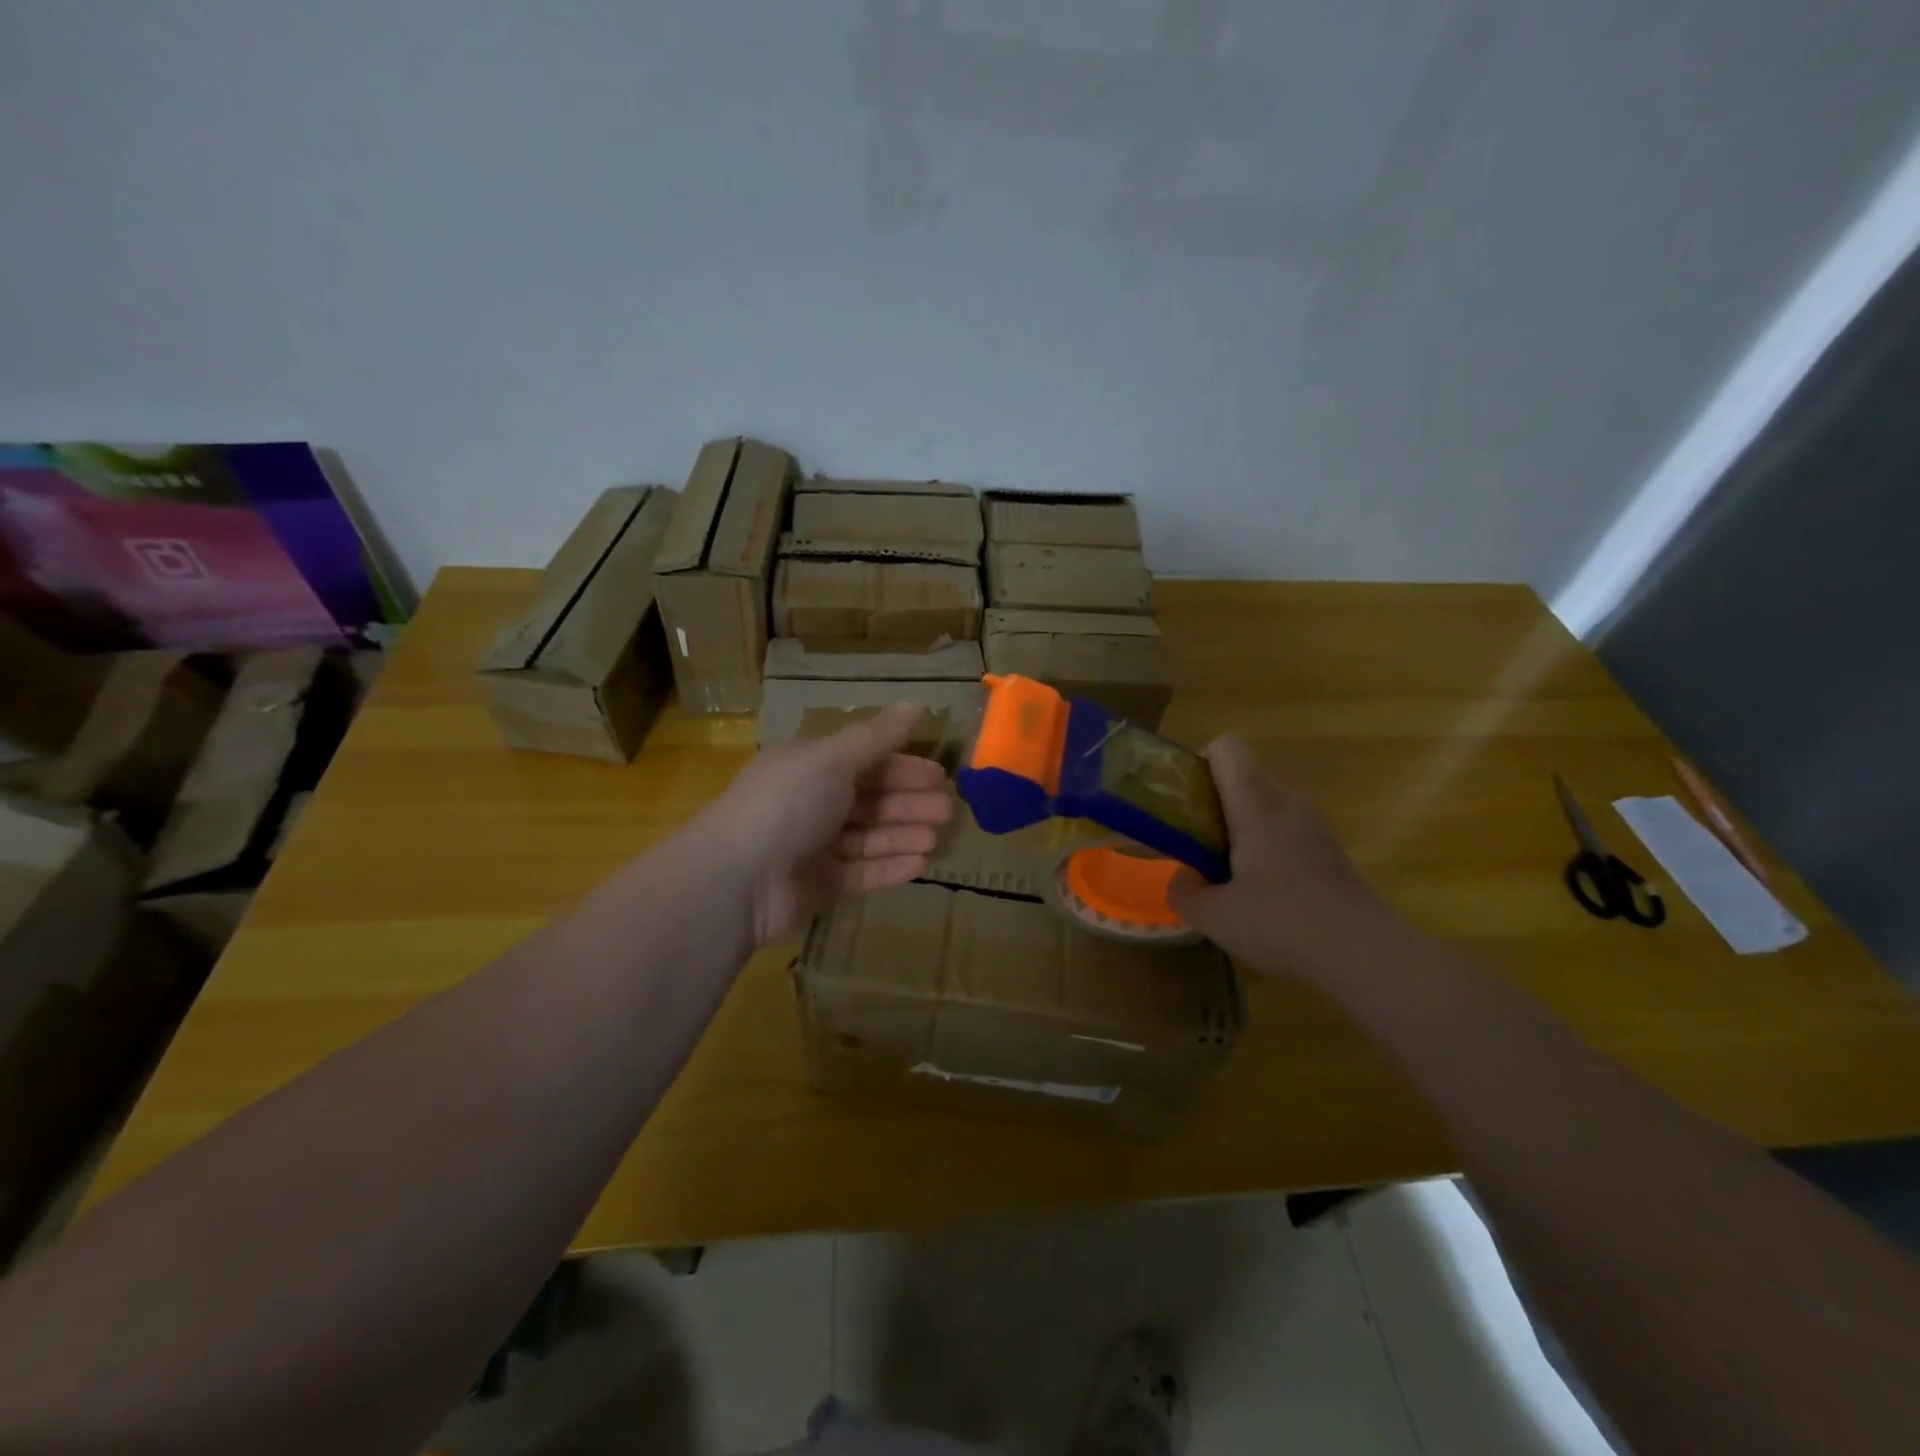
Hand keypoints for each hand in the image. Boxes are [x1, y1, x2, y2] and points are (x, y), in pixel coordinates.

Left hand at [700, 705, 954, 945]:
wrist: (740, 878)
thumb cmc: (787, 804)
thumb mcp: (832, 759)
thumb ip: (876, 737)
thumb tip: (917, 705)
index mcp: (809, 766)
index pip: (864, 761)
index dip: (902, 766)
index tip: (939, 775)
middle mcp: (810, 803)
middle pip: (870, 799)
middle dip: (909, 802)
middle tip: (948, 810)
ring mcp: (813, 846)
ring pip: (869, 836)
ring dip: (903, 834)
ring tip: (938, 838)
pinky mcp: (818, 885)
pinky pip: (861, 872)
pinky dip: (890, 866)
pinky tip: (920, 864)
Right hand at [1168, 735, 1398, 982]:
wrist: (1366, 954)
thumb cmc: (1284, 924)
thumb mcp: (1215, 917)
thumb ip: (1184, 891)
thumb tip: (1182, 876)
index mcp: (1255, 805)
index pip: (1227, 748)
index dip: (1200, 764)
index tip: (1186, 803)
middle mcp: (1287, 803)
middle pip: (1244, 779)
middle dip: (1215, 806)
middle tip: (1199, 848)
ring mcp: (1315, 826)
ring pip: (1265, 808)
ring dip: (1241, 831)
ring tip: (1230, 877)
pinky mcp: (1331, 850)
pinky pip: (1287, 831)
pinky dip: (1267, 849)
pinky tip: (1265, 896)